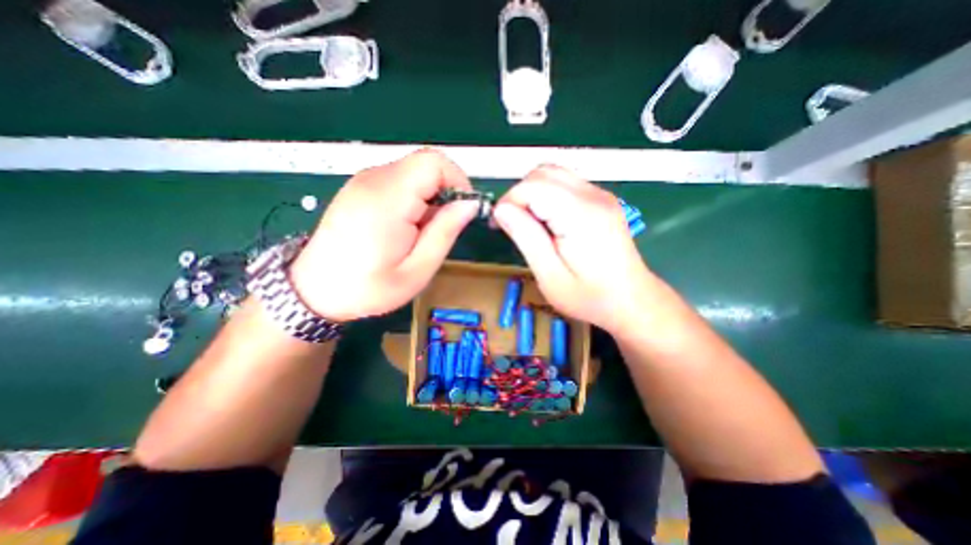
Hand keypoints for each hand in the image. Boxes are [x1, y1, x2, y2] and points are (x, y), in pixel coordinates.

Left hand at [291, 149, 480, 320]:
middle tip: (442, 227)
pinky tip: (407, 226)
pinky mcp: (361, 187)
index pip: (435, 163)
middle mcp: (374, 180)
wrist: (314, 291)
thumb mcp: (417, 270)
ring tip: (422, 232)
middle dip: (446, 192)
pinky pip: (400, 180)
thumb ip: (445, 232)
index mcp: (388, 199)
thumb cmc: (368, 288)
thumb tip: (469, 204)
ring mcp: (364, 181)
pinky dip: (415, 198)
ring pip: (415, 172)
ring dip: (430, 197)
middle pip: (426, 164)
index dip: (458, 181)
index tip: (462, 210)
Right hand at [494, 163, 660, 333]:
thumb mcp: (550, 276)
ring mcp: (600, 195)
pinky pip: (565, 184)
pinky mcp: (601, 199)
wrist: (631, 300)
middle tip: (513, 225)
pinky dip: (547, 196)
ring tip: (528, 224)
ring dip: (532, 193)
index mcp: (581, 215)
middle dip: (519, 195)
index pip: (533, 186)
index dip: (509, 201)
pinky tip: (547, 221)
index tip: (500, 226)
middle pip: (542, 173)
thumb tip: (501, 209)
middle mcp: (593, 196)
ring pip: (553, 174)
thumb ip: (526, 238)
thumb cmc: (589, 297)